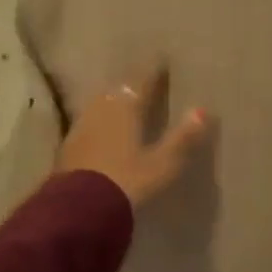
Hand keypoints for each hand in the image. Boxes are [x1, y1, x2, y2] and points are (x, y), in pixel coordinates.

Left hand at [57, 65, 210, 207]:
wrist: (79, 211)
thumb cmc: (127, 183)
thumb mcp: (163, 164)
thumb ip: (182, 138)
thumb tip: (203, 110)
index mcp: (125, 108)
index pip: (141, 80)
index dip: (153, 70)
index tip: (162, 60)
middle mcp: (101, 109)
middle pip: (118, 89)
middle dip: (131, 83)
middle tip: (144, 79)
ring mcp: (81, 126)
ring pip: (101, 103)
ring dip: (113, 99)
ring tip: (125, 101)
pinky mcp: (68, 146)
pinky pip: (89, 122)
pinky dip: (100, 119)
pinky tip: (103, 128)